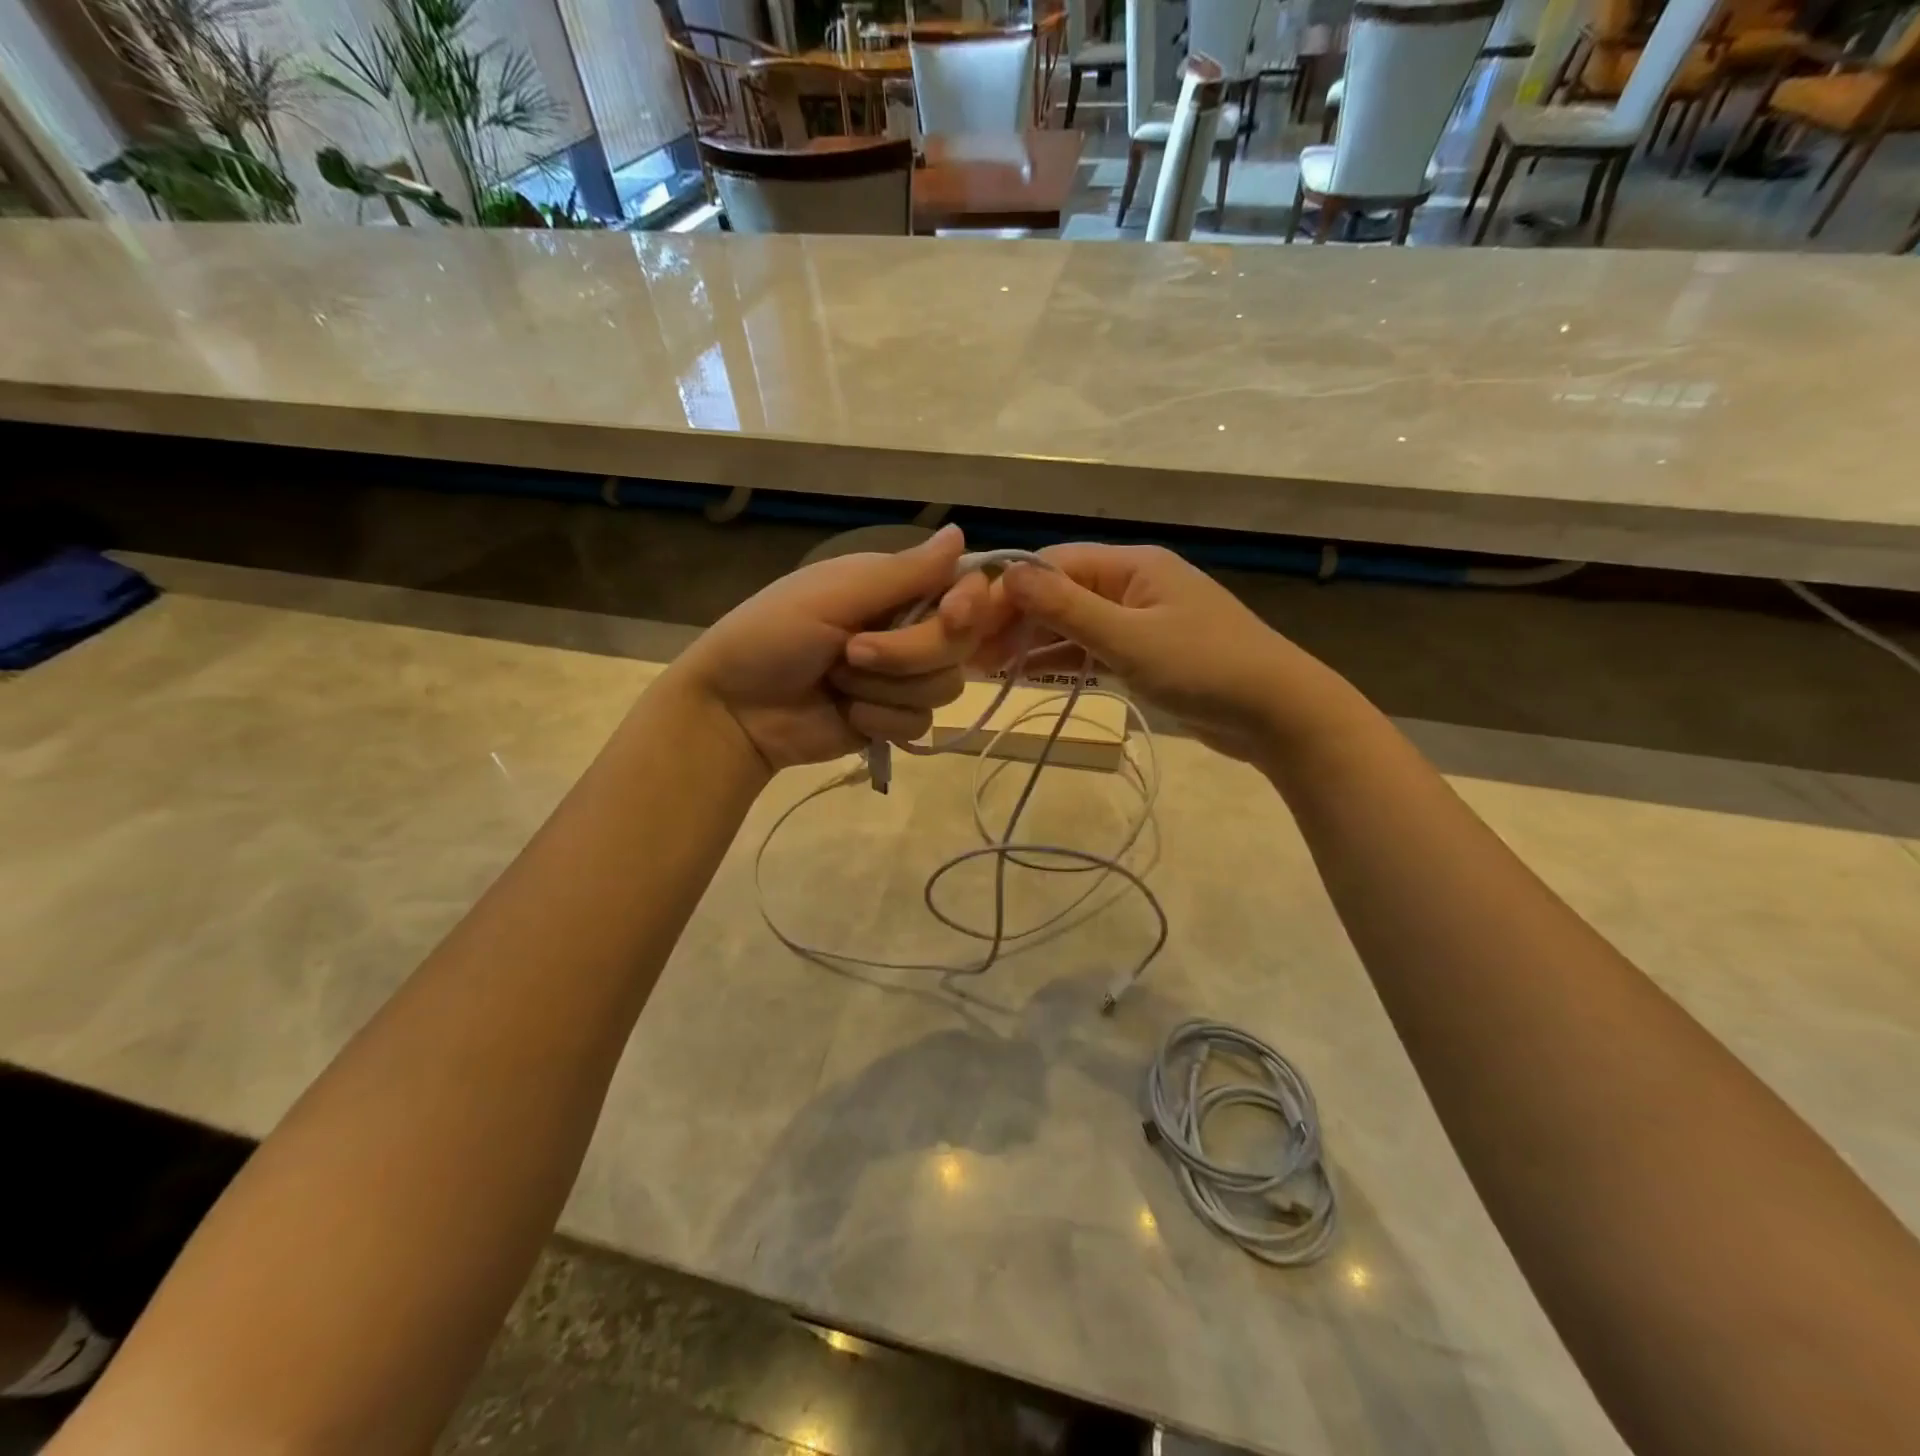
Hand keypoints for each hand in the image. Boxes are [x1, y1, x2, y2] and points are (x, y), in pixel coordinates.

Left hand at [669, 525, 988, 771]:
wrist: (735, 711)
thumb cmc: (771, 636)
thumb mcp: (833, 595)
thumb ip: (903, 573)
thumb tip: (961, 532)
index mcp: (894, 588)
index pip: (965, 589)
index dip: (970, 605)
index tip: (951, 617)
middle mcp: (907, 629)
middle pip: (959, 644)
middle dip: (907, 654)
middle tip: (852, 653)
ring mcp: (903, 678)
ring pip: (944, 687)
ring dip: (886, 688)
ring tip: (837, 683)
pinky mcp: (894, 719)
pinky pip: (921, 723)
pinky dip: (881, 720)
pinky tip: (847, 713)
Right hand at [976, 544, 1353, 763]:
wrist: (1278, 715)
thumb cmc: (1205, 667)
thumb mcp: (1130, 638)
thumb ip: (1068, 608)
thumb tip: (1008, 572)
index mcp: (1132, 565)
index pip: (1053, 565)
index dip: (1006, 590)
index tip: (964, 618)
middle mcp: (1132, 584)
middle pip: (1059, 593)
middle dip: (1014, 618)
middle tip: (967, 650)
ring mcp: (1139, 620)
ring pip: (1072, 624)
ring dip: (1032, 642)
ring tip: (983, 666)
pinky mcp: (1144, 653)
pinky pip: (1091, 649)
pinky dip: (1060, 660)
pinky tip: (1025, 674)